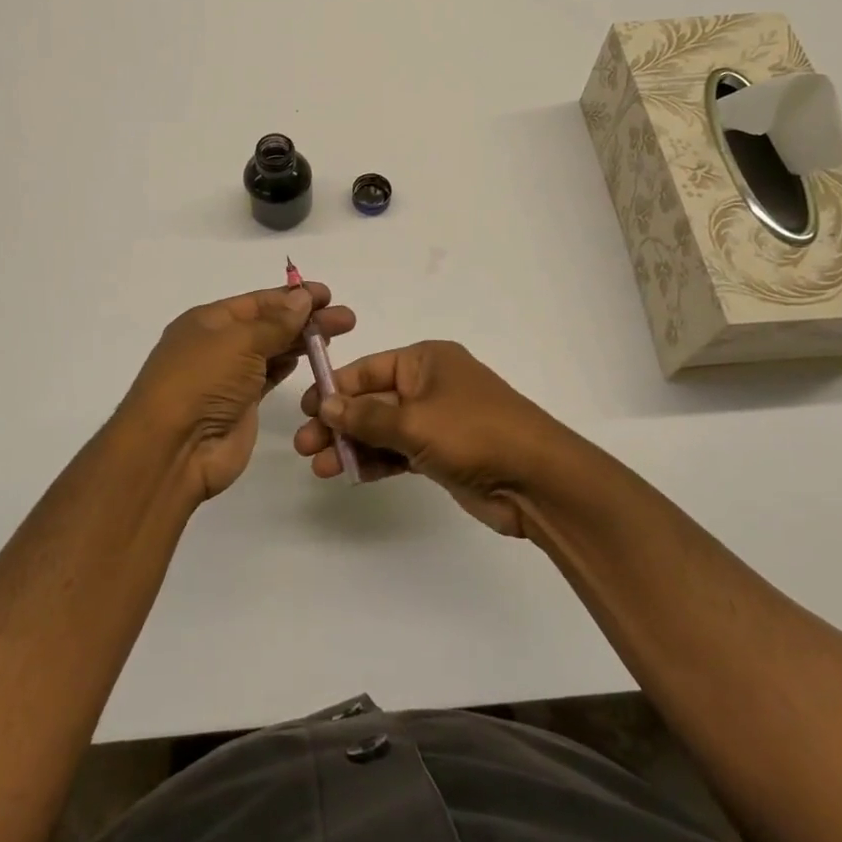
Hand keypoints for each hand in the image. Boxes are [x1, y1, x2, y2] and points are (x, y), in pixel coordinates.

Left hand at [116, 283, 354, 501]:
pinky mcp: (241, 406)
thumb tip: (302, 298)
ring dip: (301, 342)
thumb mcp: (239, 342)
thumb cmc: (201, 382)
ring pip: (272, 351)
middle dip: (305, 319)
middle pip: (268, 325)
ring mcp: (229, 377)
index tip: (328, 295)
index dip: (292, 296)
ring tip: (336, 336)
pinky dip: (289, 366)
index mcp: (208, 321)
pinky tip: (309, 358)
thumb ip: (276, 322)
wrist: (173, 449)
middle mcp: (218, 345)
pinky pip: (269, 377)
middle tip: (346, 319)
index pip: (257, 302)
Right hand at [294, 341, 586, 535]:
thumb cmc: (474, 433)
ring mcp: (436, 421)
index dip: (334, 387)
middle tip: (304, 446)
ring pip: (382, 430)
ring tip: (320, 467)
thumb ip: (366, 417)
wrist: (538, 480)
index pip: (368, 369)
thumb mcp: (414, 421)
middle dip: (338, 422)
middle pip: (372, 401)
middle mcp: (429, 385)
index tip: (304, 409)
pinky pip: (399, 452)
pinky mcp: (442, 454)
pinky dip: (376, 461)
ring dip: (352, 446)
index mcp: (426, 360)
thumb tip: (325, 406)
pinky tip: (350, 474)